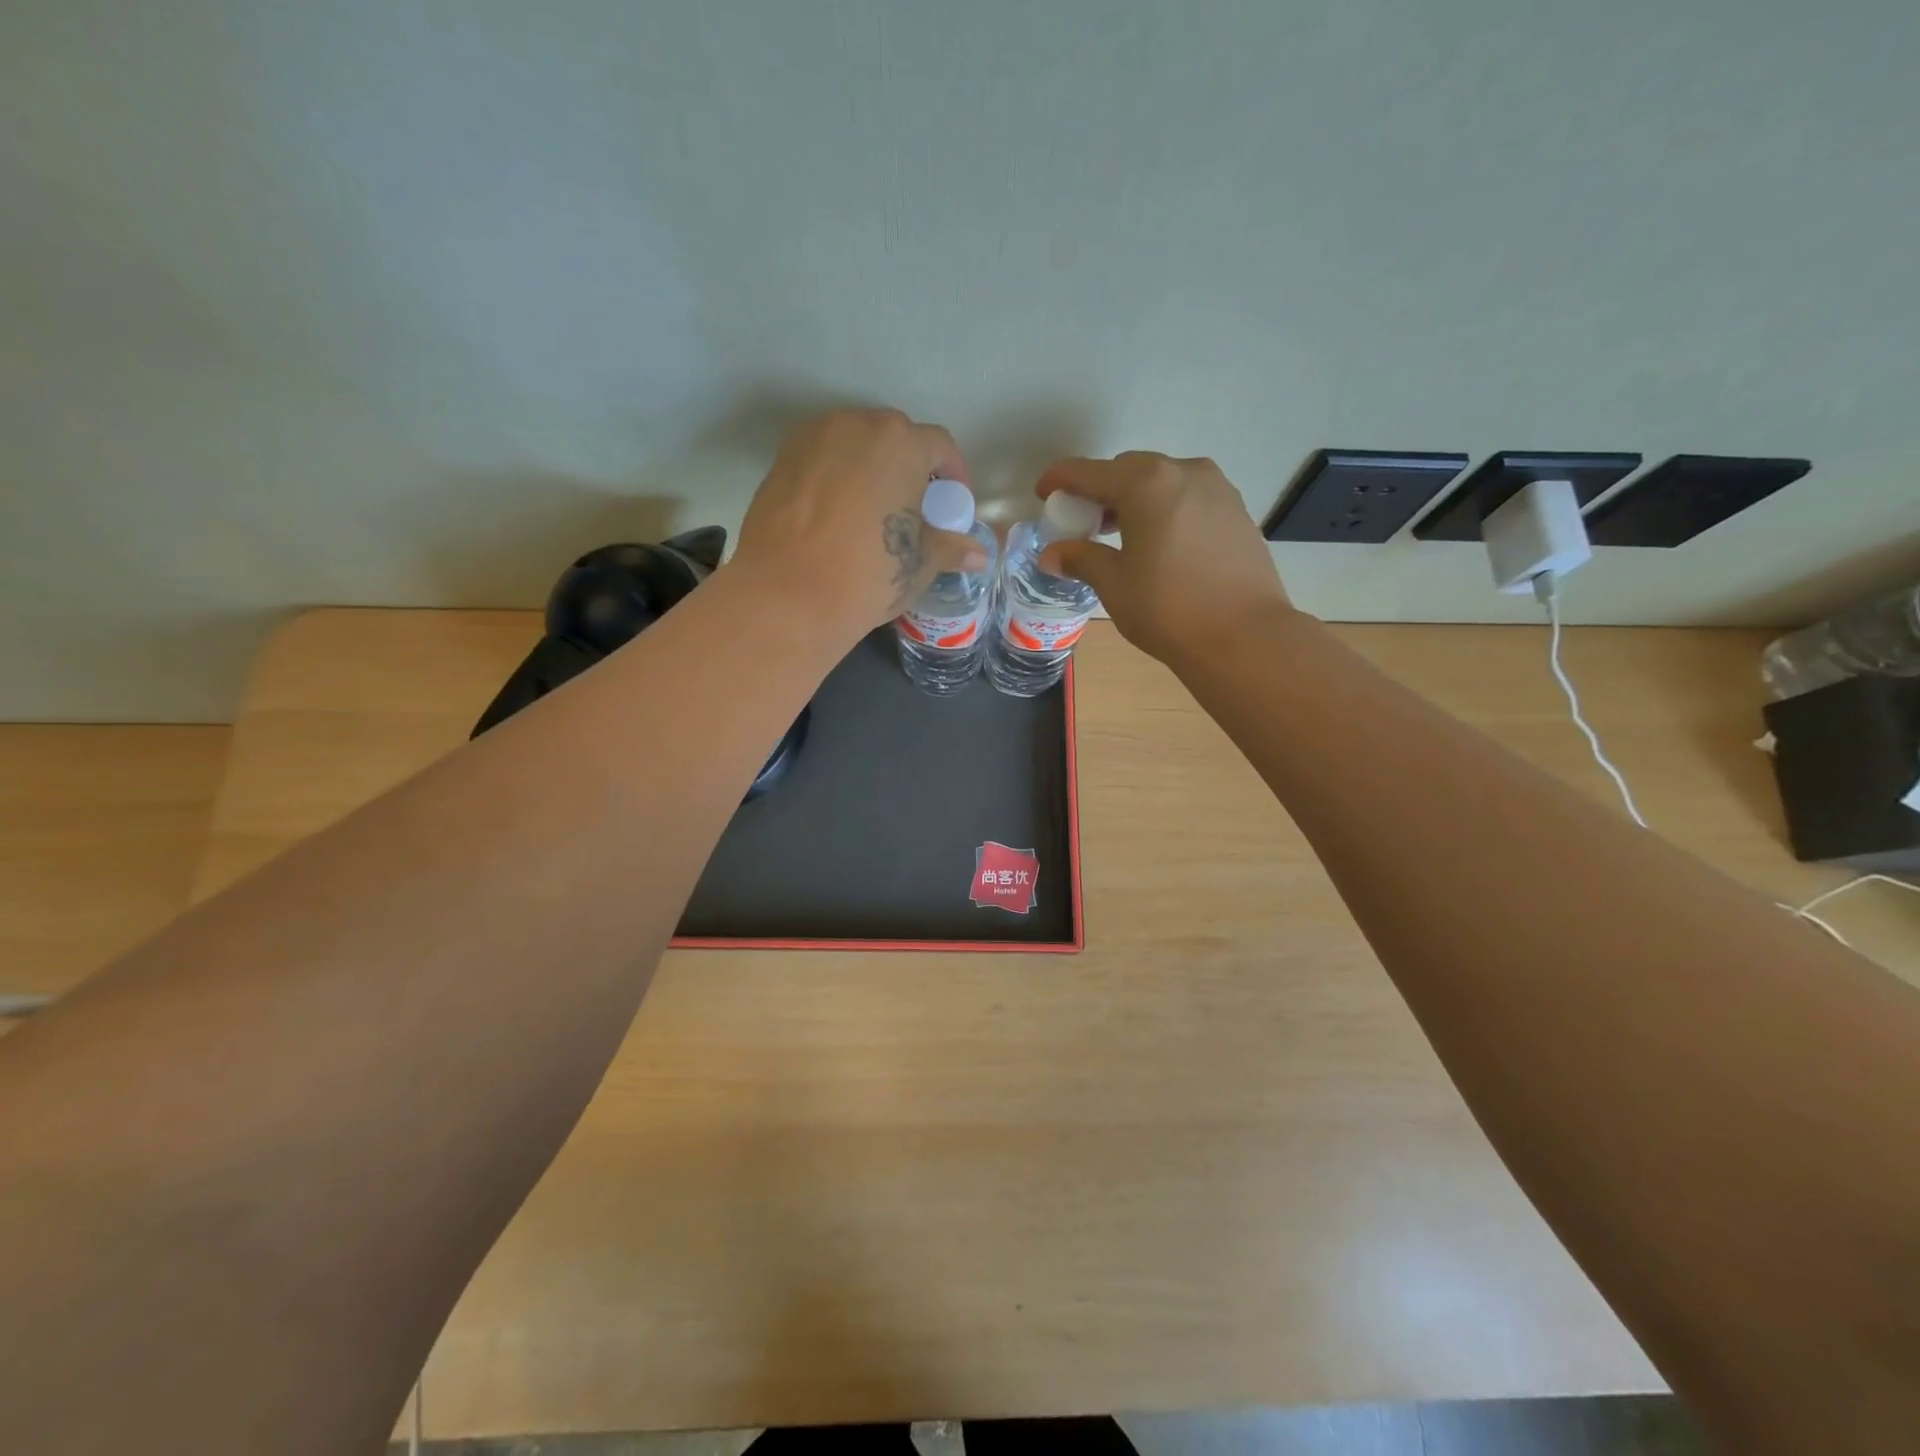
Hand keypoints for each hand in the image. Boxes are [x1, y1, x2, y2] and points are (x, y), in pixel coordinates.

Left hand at [732, 408, 986, 641]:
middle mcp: (857, 425)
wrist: (787, 595)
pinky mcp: (782, 459)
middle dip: (910, 466)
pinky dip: (836, 476)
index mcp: (900, 444)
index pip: (940, 445)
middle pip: (894, 436)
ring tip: (873, 509)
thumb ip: (951, 548)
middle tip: (912, 507)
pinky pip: (822, 458)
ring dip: (870, 467)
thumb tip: (978, 555)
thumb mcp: (919, 564)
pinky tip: (837, 515)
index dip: (953, 474)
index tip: (952, 504)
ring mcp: (814, 438)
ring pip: (854, 443)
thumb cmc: (868, 575)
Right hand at [1036, 452, 1293, 665]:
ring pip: (1163, 482)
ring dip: (1136, 499)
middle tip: (1084, 521)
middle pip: (1129, 470)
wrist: (1244, 636)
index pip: (1090, 472)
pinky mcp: (1237, 511)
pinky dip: (1165, 510)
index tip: (1044, 491)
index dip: (1061, 479)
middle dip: (1102, 490)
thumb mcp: (1114, 584)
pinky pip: (1189, 498)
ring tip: (1120, 534)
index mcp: (1146, 483)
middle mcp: (1183, 472)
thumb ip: (1082, 559)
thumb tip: (1053, 554)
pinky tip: (1159, 543)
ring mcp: (1217, 489)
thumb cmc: (1168, 608)